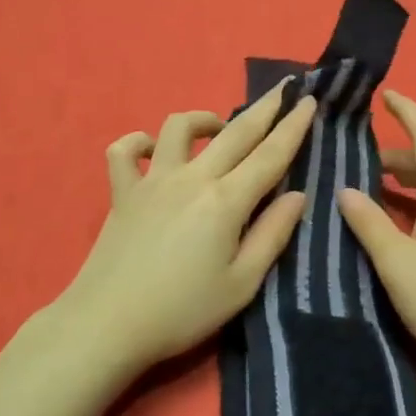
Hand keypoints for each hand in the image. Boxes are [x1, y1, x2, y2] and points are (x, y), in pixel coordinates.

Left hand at [54, 81, 317, 373]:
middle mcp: (192, 179)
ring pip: (178, 127)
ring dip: (204, 119)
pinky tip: (153, 150)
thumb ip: (272, 235)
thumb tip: (297, 195)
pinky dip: (139, 142)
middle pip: (234, 132)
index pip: (270, 154)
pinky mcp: (122, 192)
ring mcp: (153, 180)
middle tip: (283, 89)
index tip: (307, 100)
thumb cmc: (182, 311)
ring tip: (218, 128)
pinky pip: (124, 152)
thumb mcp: (242, 284)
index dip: (293, 126)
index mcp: (226, 201)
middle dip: (264, 108)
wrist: (107, 325)